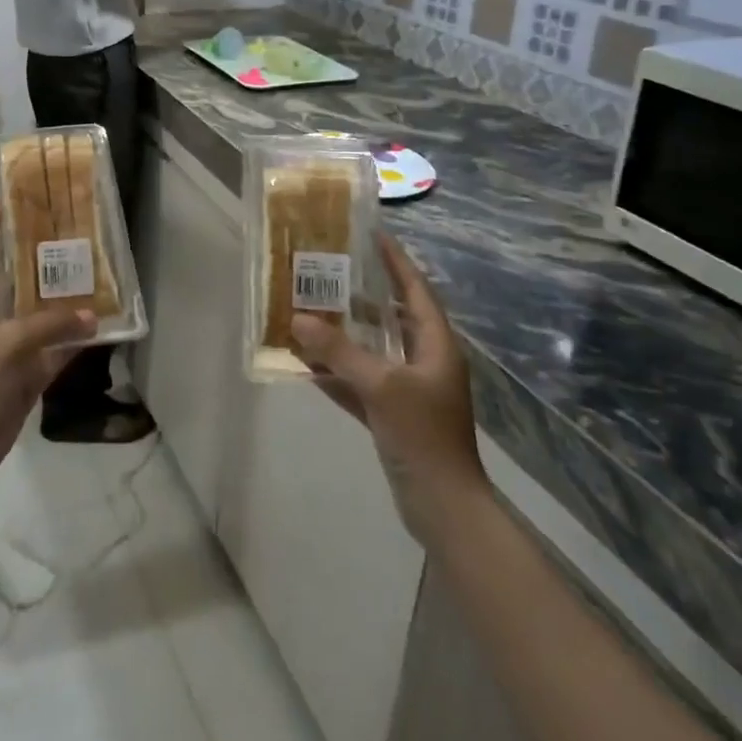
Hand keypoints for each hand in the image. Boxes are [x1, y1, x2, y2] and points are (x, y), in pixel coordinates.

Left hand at [0, 200, 94, 503]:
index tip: (4, 199)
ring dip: (65, 303)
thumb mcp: (4, 347)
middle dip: (39, 260)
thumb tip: (91, 316)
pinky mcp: (27, 379)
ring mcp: (12, 352)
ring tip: (96, 273)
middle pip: (17, 283)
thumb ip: (48, 328)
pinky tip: (102, 328)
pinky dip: (76, 343)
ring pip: (43, 318)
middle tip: (71, 233)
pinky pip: (57, 353)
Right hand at [292, 232, 487, 539]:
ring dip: (345, 333)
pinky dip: (338, 372)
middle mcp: (424, 360)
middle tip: (328, 270)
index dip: (395, 261)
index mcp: (436, 345)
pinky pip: (361, 381)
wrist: (443, 507)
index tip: (371, 234)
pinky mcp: (393, 414)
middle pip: (391, 316)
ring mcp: (409, 389)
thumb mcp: (380, 386)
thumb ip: (338, 352)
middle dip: (361, 294)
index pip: (414, 290)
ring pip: (373, 349)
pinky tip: (306, 363)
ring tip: (311, 308)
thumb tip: (298, 319)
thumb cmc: (422, 435)